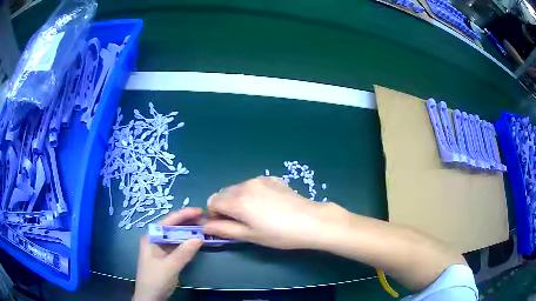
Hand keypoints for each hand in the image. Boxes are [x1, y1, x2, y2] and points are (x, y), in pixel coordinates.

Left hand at [133, 208, 202, 300]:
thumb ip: (183, 252)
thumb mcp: (169, 266)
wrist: (150, 297)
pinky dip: (188, 243)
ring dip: (189, 232)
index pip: (168, 221)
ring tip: (204, 228)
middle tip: (206, 220)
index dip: (184, 214)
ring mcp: (161, 248)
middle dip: (188, 222)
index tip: (200, 211)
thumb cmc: (155, 280)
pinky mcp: (167, 257)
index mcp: (152, 237)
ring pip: (177, 236)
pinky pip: (179, 246)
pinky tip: (197, 241)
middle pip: (173, 227)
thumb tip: (199, 237)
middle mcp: (156, 239)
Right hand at [203, 176, 350, 249]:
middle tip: (241, 221)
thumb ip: (224, 229)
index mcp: (237, 200)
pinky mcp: (271, 178)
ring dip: (238, 199)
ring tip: (256, 213)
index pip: (212, 201)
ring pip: (237, 188)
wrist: (310, 221)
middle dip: (225, 206)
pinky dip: (251, 193)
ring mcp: (259, 179)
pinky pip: (252, 184)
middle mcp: (245, 185)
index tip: (225, 225)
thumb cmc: (279, 234)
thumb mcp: (250, 235)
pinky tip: (267, 204)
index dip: (214, 214)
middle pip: (223, 193)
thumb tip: (205, 227)